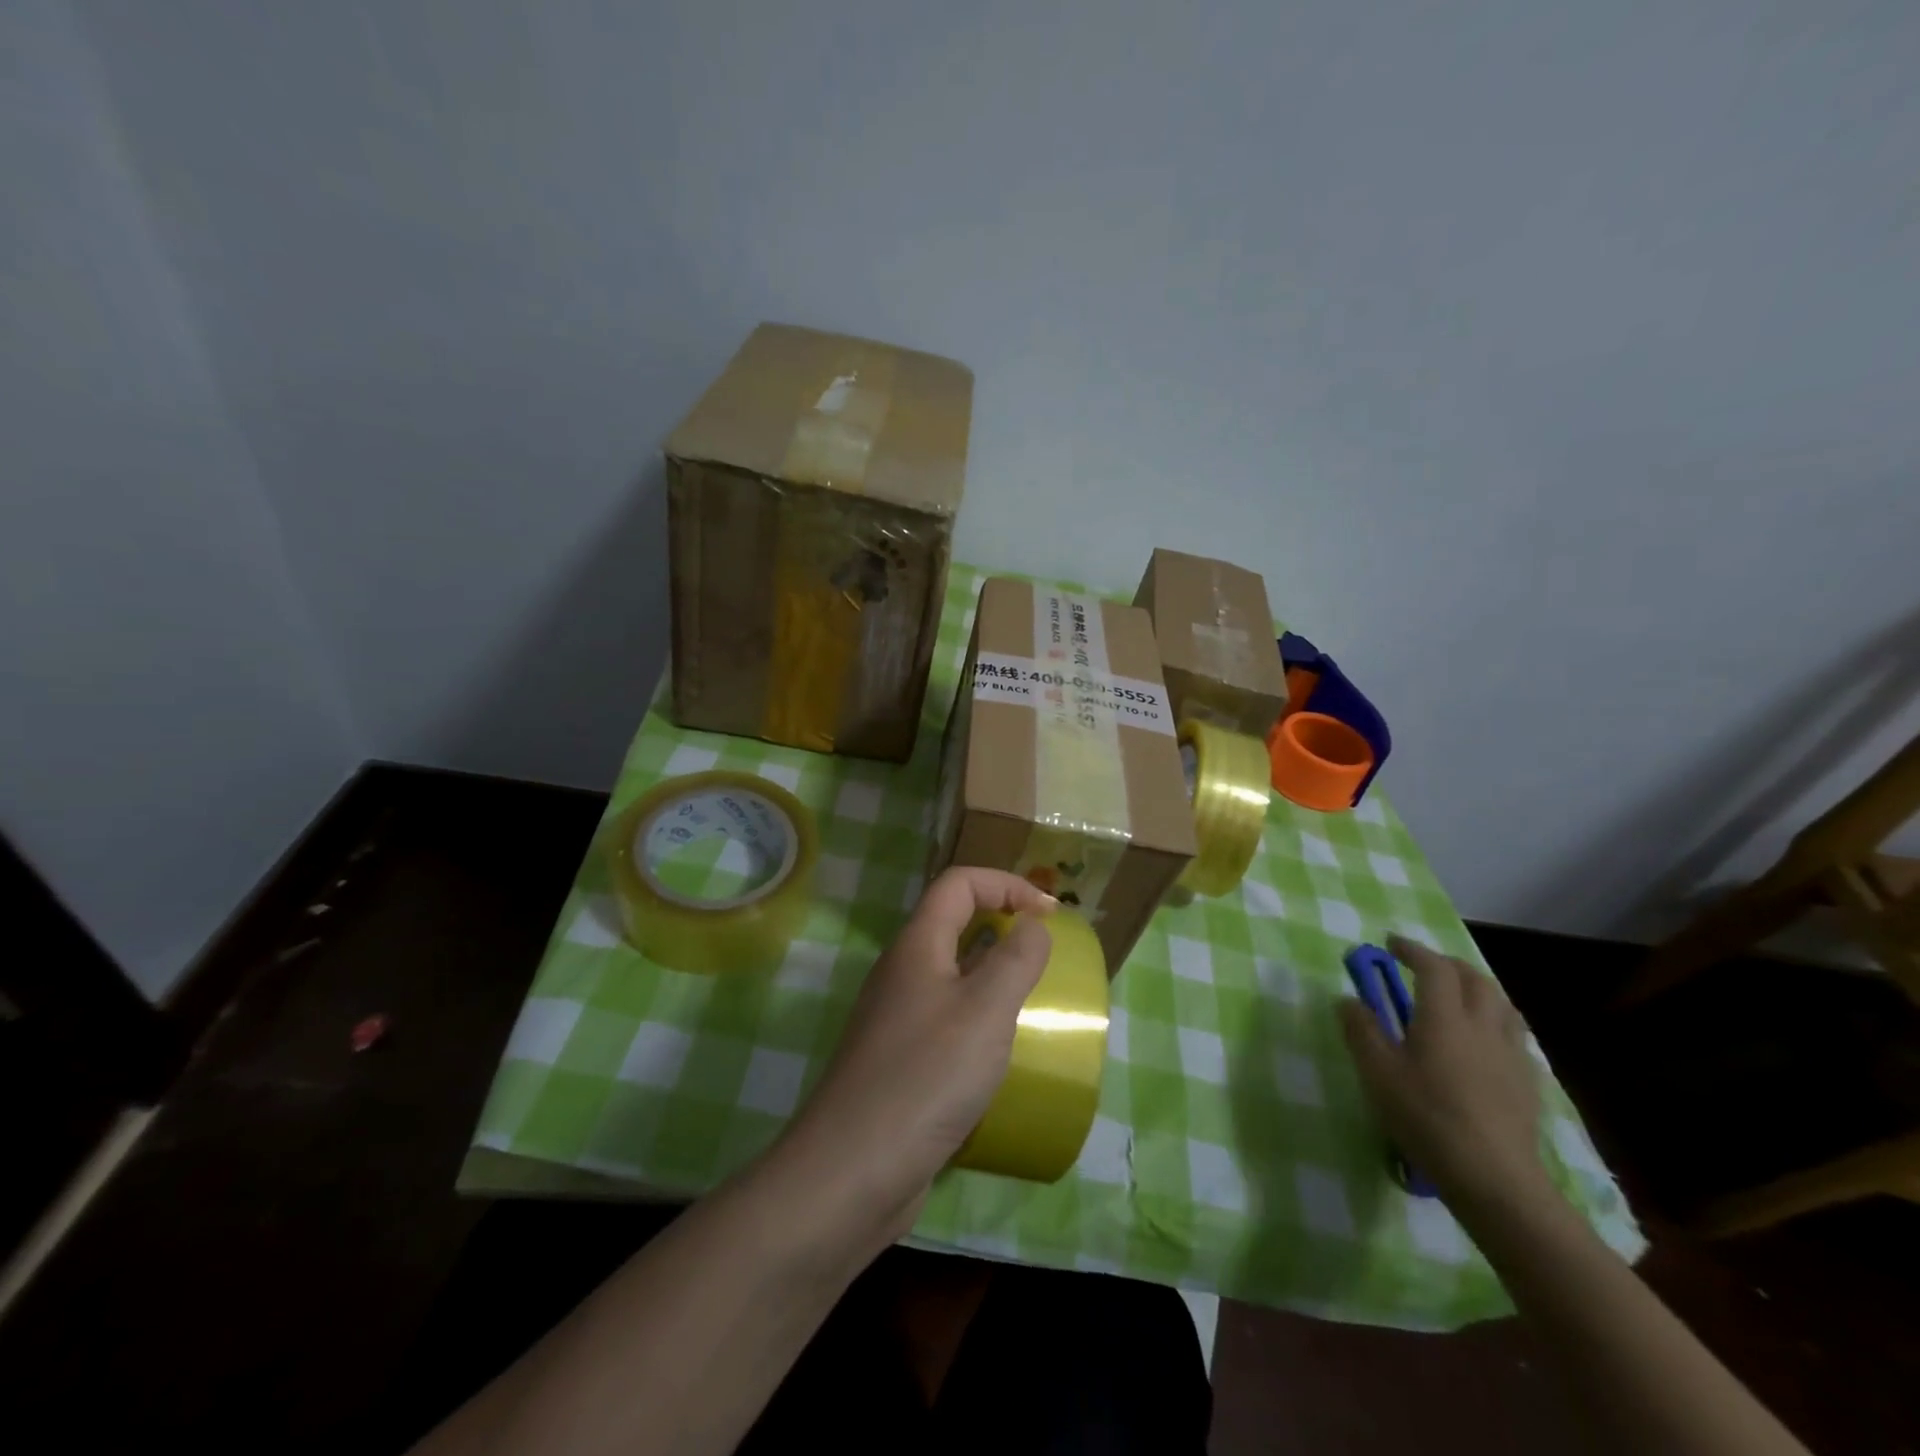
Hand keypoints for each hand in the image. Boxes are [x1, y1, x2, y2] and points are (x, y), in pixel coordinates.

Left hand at [777, 868, 1055, 1242]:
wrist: (853, 1171)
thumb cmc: (926, 1077)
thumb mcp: (986, 1010)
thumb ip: (1016, 959)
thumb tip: (1033, 923)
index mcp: (917, 946)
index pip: (959, 883)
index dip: (1007, 885)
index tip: (1050, 915)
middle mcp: (902, 972)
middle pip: (953, 923)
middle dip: (1002, 924)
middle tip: (1045, 953)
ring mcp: (896, 1018)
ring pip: (951, 975)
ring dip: (992, 975)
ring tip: (1033, 1001)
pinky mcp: (899, 1061)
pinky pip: (946, 1019)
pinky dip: (978, 1019)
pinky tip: (1001, 1053)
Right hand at [1338, 935, 1550, 1210]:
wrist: (1494, 1179)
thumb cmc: (1427, 1118)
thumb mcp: (1378, 1074)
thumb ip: (1361, 1031)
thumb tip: (1348, 1000)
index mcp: (1444, 1017)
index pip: (1433, 967)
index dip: (1412, 950)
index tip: (1391, 944)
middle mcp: (1482, 1025)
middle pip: (1474, 978)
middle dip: (1448, 964)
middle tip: (1423, 966)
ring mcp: (1511, 1054)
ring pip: (1502, 1004)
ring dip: (1477, 988)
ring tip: (1457, 996)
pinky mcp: (1527, 1082)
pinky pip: (1515, 1035)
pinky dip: (1496, 1022)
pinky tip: (1486, 1042)